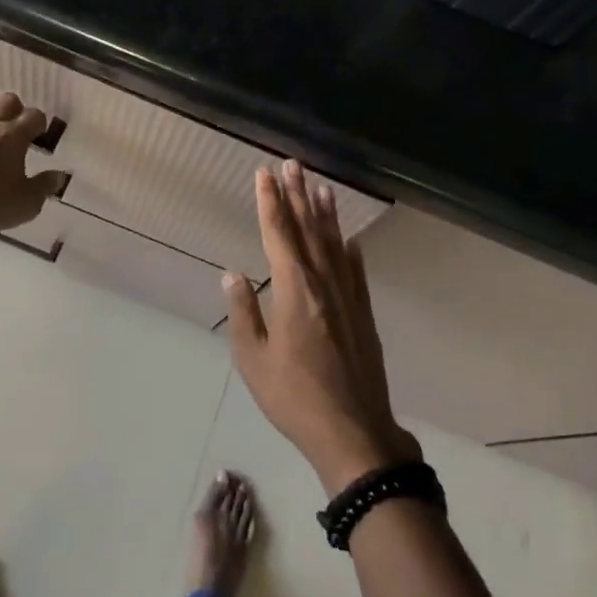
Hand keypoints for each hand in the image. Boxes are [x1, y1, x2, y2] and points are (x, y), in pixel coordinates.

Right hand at [224, 159, 420, 494]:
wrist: (354, 431)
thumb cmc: (294, 398)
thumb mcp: (254, 360)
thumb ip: (243, 313)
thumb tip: (232, 274)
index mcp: (294, 290)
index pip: (279, 234)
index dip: (270, 202)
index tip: (265, 174)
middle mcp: (323, 283)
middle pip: (308, 229)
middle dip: (297, 195)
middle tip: (292, 164)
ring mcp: (348, 296)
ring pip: (334, 243)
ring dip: (325, 213)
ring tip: (320, 186)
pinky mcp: (363, 312)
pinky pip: (356, 270)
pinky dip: (350, 249)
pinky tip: (348, 238)